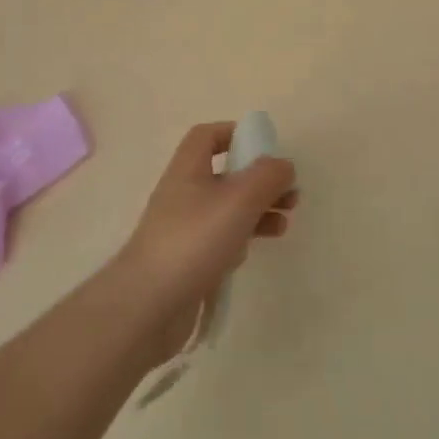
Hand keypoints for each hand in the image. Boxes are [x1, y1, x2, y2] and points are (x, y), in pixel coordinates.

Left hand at [111, 122, 297, 361]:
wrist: (149, 305)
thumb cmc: (194, 240)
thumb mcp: (239, 199)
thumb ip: (267, 176)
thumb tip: (283, 164)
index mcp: (188, 169)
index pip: (207, 136)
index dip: (235, 134)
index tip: (265, 148)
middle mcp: (183, 193)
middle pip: (225, 174)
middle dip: (259, 180)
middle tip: (290, 194)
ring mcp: (184, 229)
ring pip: (227, 209)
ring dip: (257, 210)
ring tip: (284, 223)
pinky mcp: (188, 260)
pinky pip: (219, 240)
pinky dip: (241, 239)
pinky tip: (253, 252)